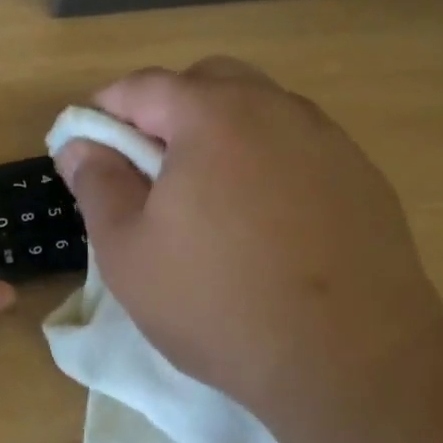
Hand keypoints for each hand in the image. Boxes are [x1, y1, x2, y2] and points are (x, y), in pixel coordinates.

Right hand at [54, 59, 442, 427]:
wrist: (350, 359)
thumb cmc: (218, 303)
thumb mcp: (129, 252)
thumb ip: (98, 186)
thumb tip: (79, 145)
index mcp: (212, 116)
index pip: (145, 86)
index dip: (107, 109)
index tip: (88, 143)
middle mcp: (276, 109)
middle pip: (209, 83)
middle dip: (168, 110)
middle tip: (149, 168)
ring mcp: (328, 140)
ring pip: (261, 112)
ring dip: (222, 135)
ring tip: (208, 198)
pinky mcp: (363, 177)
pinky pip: (299, 149)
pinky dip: (268, 164)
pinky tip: (265, 221)